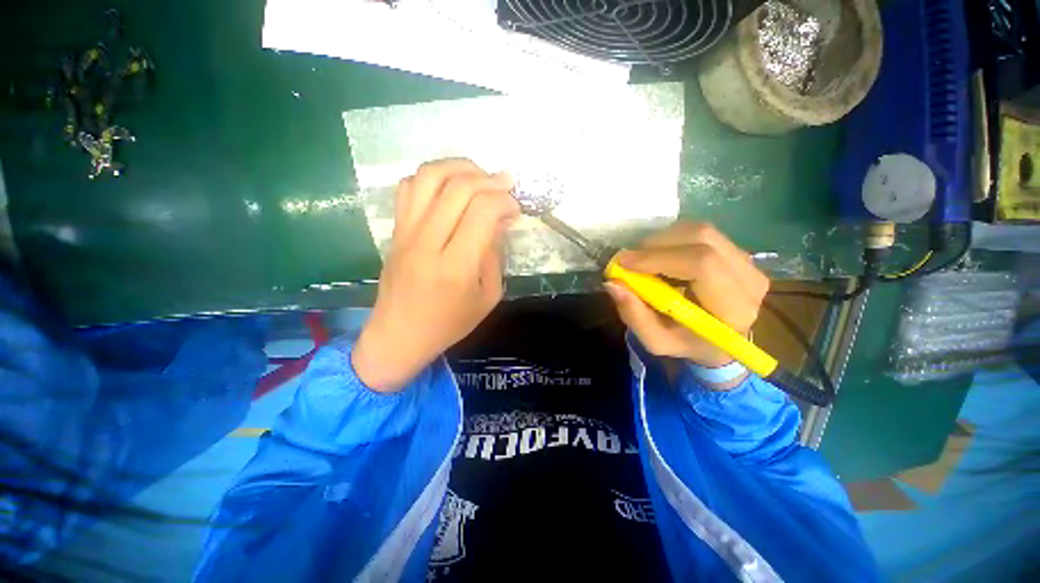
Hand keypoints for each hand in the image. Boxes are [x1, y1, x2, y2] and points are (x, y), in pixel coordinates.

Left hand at [352, 159, 519, 391]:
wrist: (399, 336)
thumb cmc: (449, 323)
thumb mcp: (487, 297)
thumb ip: (495, 255)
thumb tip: (499, 219)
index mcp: (456, 267)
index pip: (482, 212)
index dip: (504, 201)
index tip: (515, 208)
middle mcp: (427, 243)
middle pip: (458, 187)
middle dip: (489, 179)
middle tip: (505, 183)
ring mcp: (405, 233)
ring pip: (429, 177)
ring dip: (459, 167)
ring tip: (479, 175)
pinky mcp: (394, 231)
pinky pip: (408, 187)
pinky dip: (432, 177)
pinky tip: (449, 187)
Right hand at [604, 221, 769, 371]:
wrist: (719, 340)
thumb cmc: (687, 342)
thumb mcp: (656, 340)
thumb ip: (634, 315)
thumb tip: (613, 283)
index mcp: (734, 309)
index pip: (702, 264)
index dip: (658, 258)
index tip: (624, 263)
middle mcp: (749, 278)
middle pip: (701, 238)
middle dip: (655, 245)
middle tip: (629, 260)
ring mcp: (747, 260)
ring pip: (700, 230)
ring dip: (662, 240)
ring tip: (643, 259)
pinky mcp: (736, 250)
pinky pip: (701, 232)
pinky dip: (671, 238)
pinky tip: (660, 256)